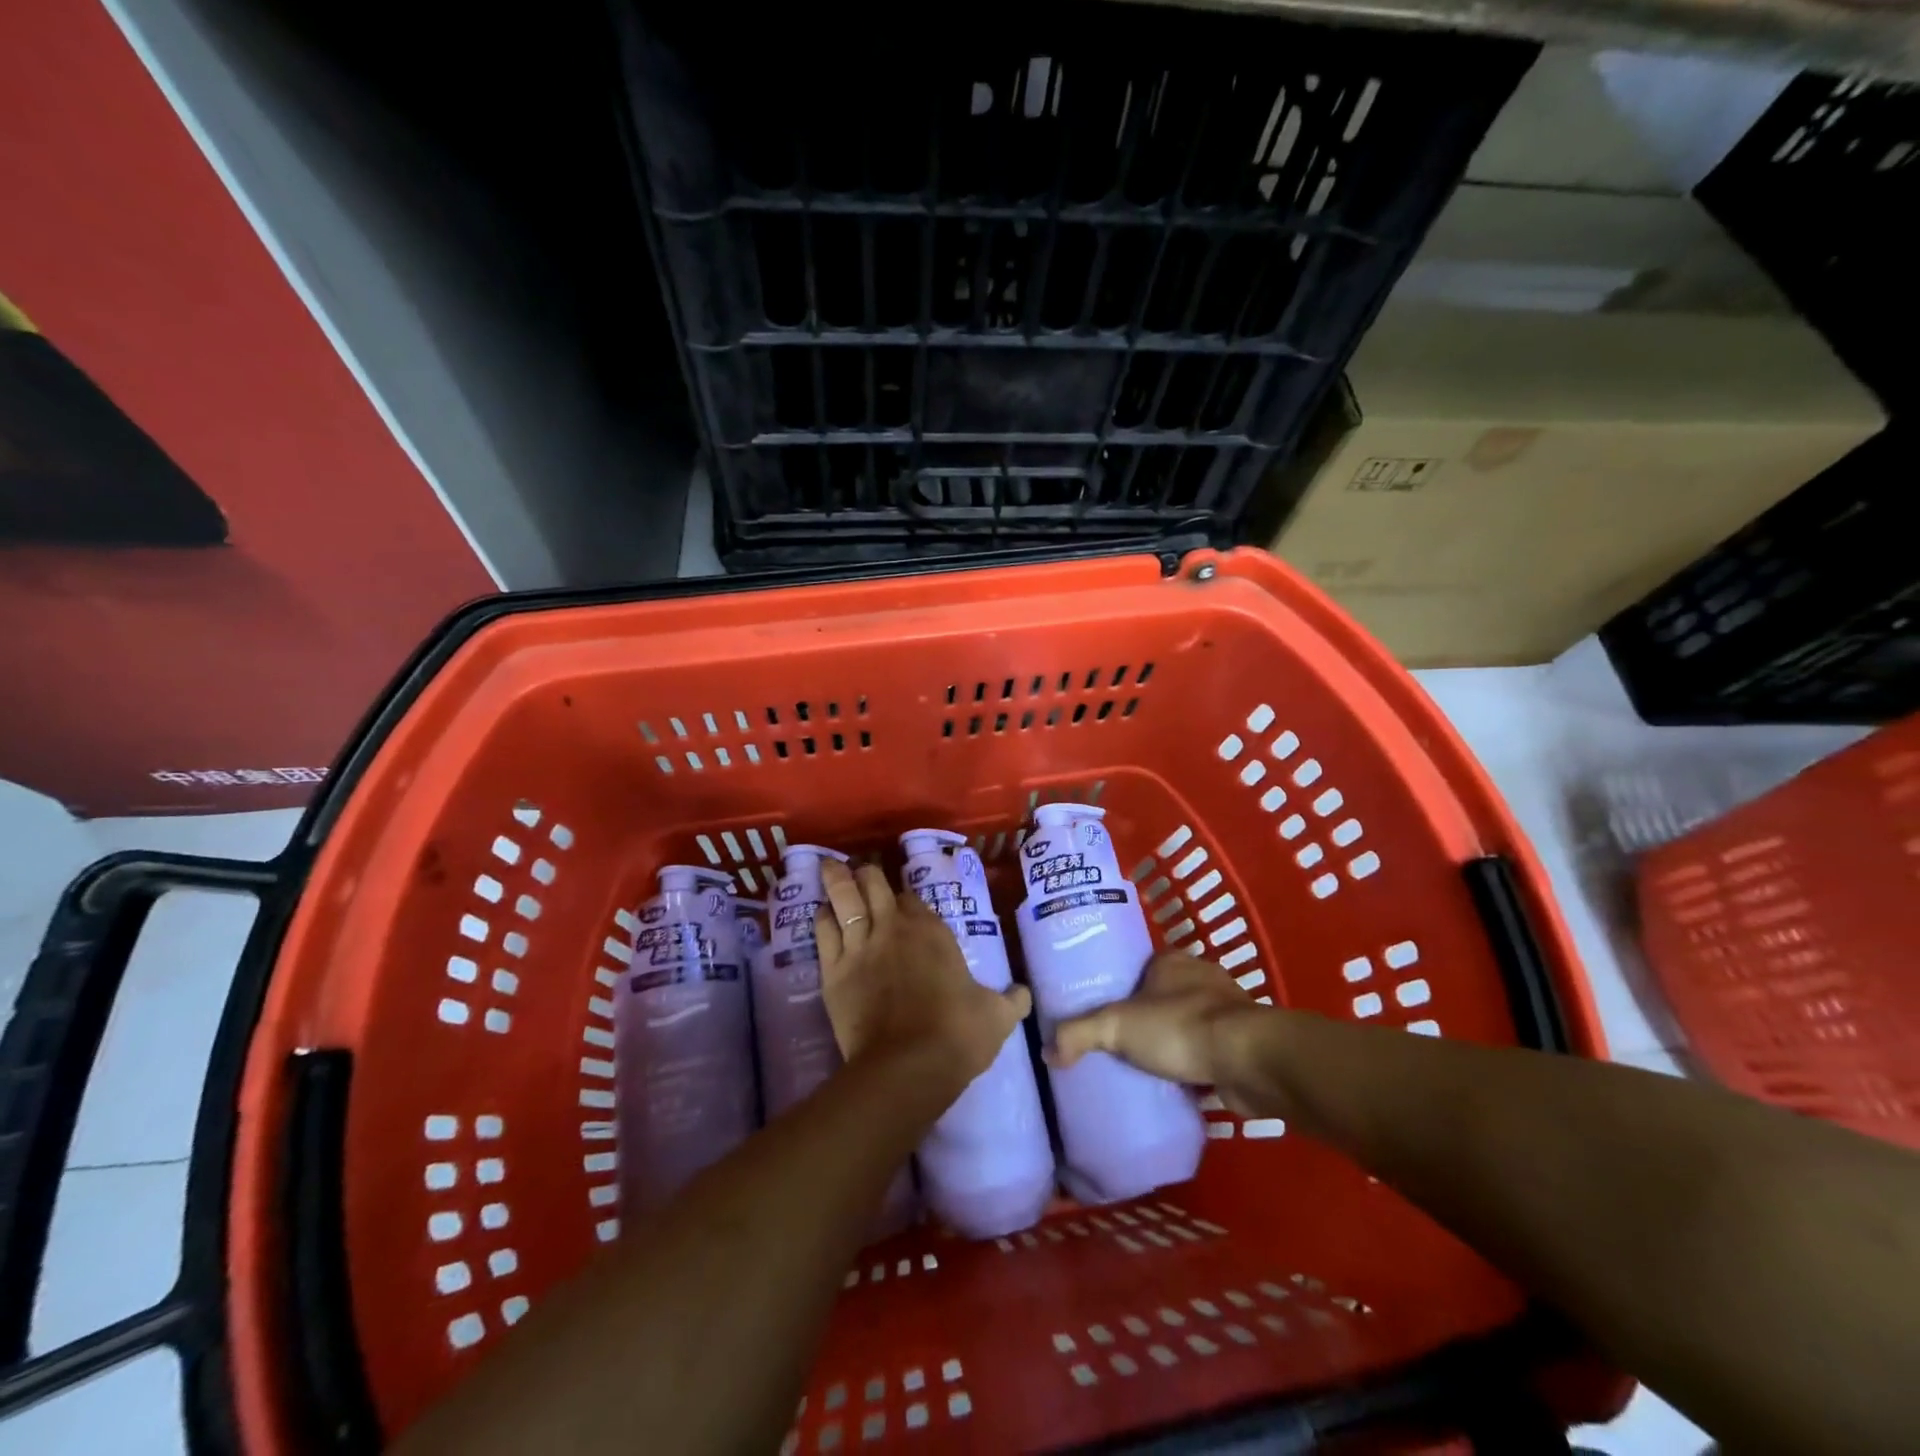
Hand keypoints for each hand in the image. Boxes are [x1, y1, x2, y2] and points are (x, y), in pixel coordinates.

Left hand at [815, 859, 1032, 1089]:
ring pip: (844, 898)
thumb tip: (1024, 994)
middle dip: (867, 874)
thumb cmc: (957, 1034)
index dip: (907, 899)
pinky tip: (821, 911)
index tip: (904, 902)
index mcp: (932, 932)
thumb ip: (1012, 1000)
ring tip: (830, 868)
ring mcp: (860, 946)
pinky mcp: (833, 970)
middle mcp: (893, 928)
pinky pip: (824, 931)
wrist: (908, 1066)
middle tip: (862, 870)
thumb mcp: (997, 1016)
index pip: (913, 900)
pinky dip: (822, 916)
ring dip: (837, 880)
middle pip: (874, 885)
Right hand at [1050, 952, 1269, 1112]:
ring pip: (1190, 1023)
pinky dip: (1197, 1065)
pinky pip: (1211, 1051)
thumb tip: (1046, 1051)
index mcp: (1173, 960)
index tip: (1105, 1010)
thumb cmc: (1180, 1028)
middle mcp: (1203, 977)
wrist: (1250, 1062)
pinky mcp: (1244, 1043)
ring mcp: (1228, 1011)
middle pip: (1165, 995)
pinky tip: (1180, 1084)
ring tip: (1147, 1067)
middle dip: (1148, 1017)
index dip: (1123, 987)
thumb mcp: (1116, 1026)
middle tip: (1122, 1043)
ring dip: (1175, 1041)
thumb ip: (1078, 1034)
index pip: (1141, 966)